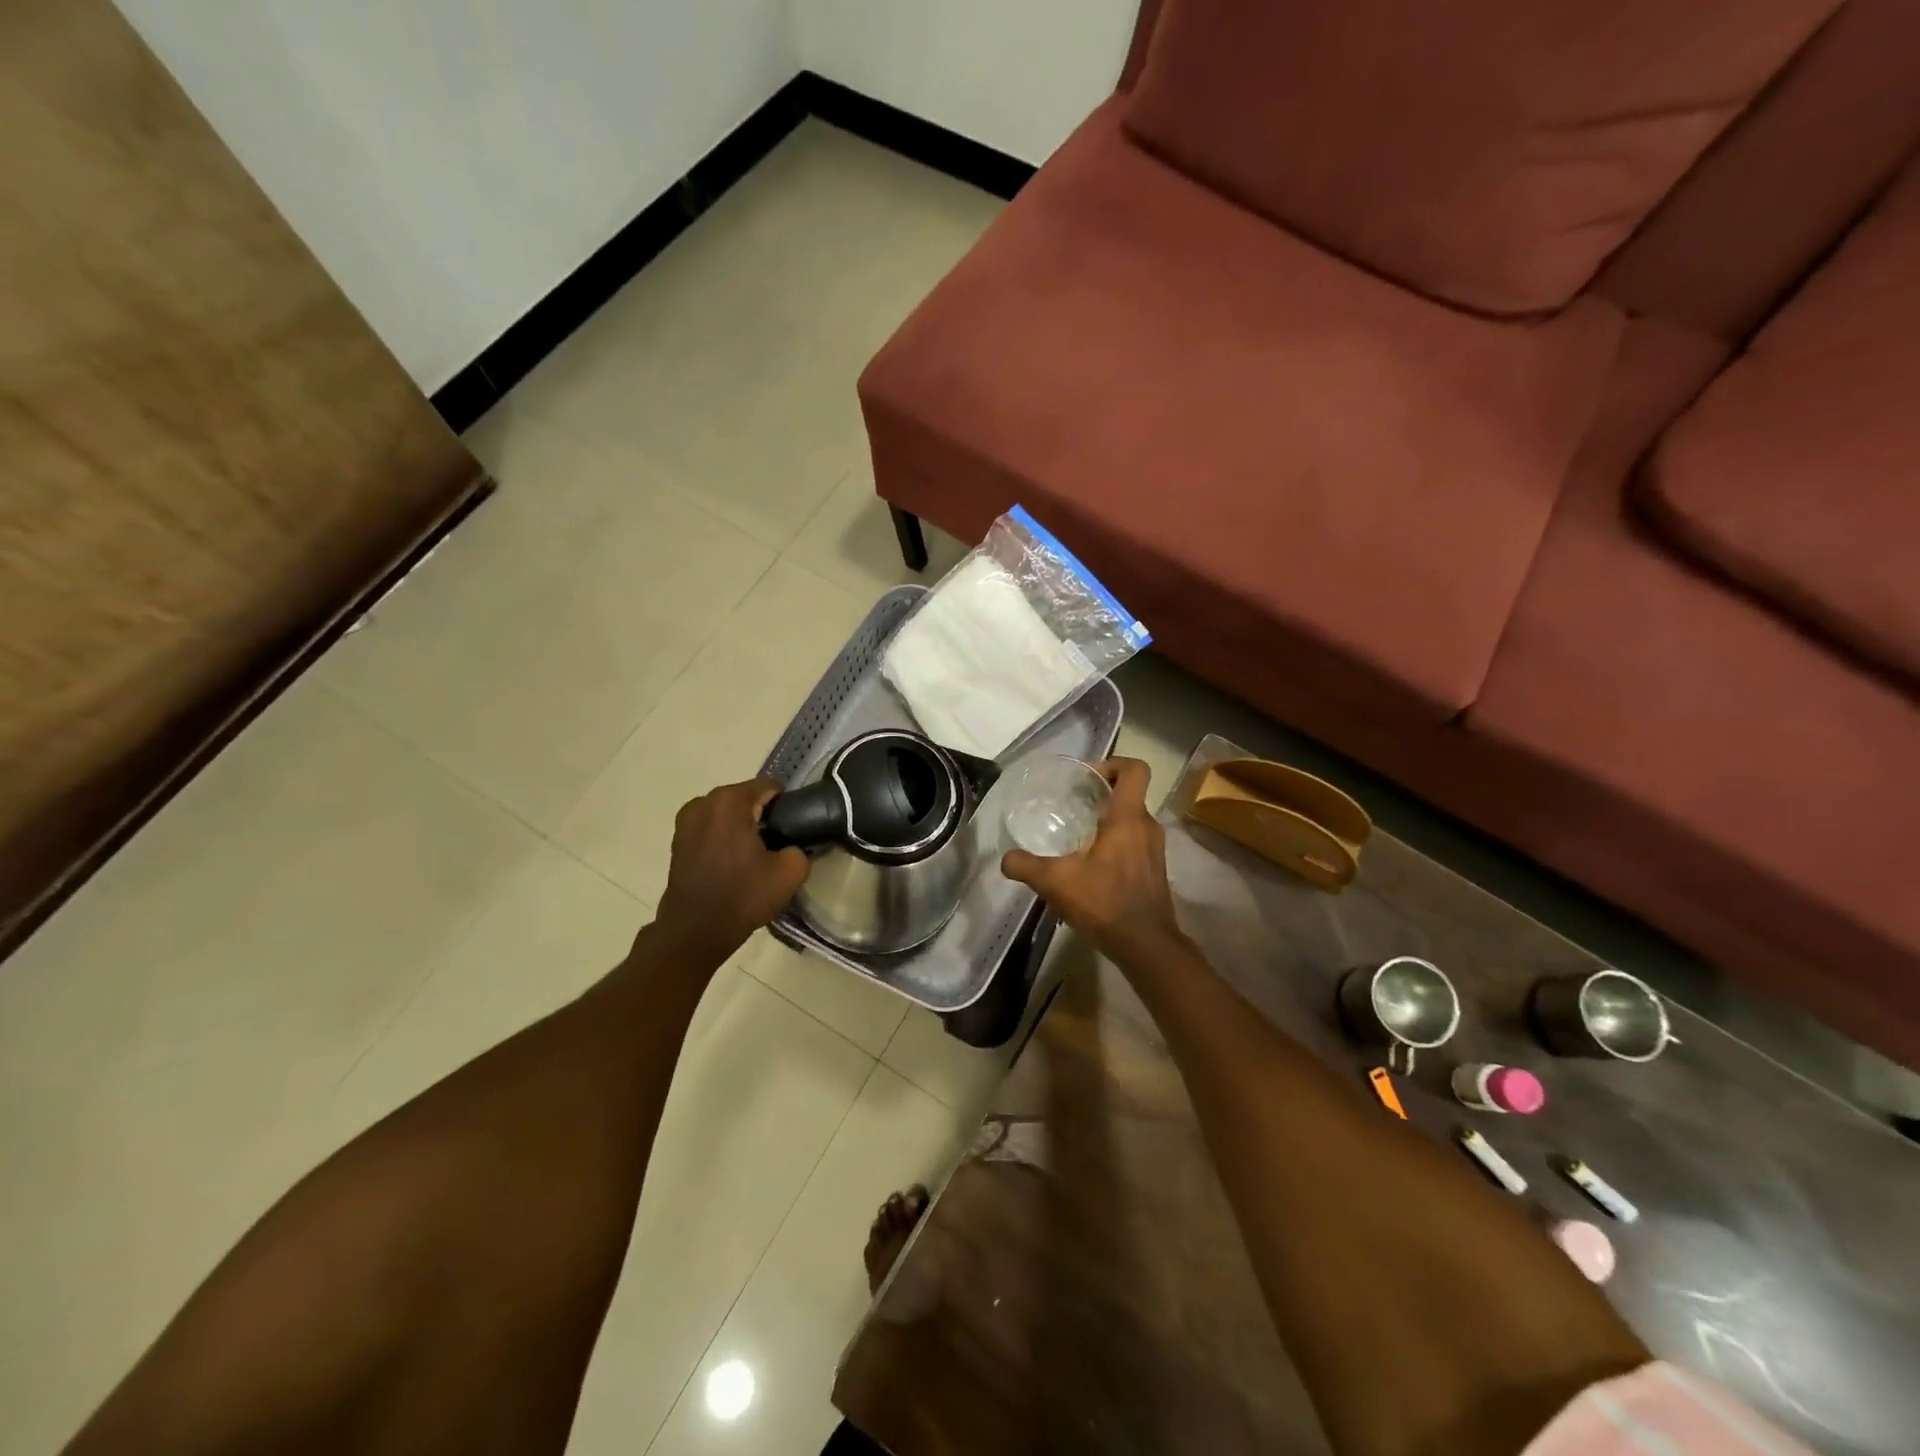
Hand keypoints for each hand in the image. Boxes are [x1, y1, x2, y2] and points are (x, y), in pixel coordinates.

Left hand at [652, 779, 809, 963]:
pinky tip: (732, 864)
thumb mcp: (790, 872)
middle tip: (775, 846)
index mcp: (731, 800)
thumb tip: (794, 846)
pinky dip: (723, 838)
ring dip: (741, 827)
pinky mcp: (677, 840)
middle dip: (762, 816)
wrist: (695, 931)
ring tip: (753, 857)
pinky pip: (711, 828)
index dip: (786, 807)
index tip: (792, 831)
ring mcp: (686, 820)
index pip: (770, 787)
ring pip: (727, 814)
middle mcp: (704, 801)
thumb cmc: (742, 896)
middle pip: (746, 798)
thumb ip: (801, 848)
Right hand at [1001, 758, 1181, 956]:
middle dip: (1102, 794)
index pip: (1135, 769)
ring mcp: (1155, 850)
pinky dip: (1116, 843)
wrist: (1146, 945)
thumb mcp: (1056, 882)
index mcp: (1128, 818)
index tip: (1087, 777)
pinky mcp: (1154, 870)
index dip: (1113, 763)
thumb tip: (1006, 858)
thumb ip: (1026, 866)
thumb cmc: (1104, 903)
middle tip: (1073, 804)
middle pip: (1130, 794)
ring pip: (1133, 820)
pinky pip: (1135, 842)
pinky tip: (1091, 865)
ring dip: (1109, 820)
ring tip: (1078, 835)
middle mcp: (1147, 827)